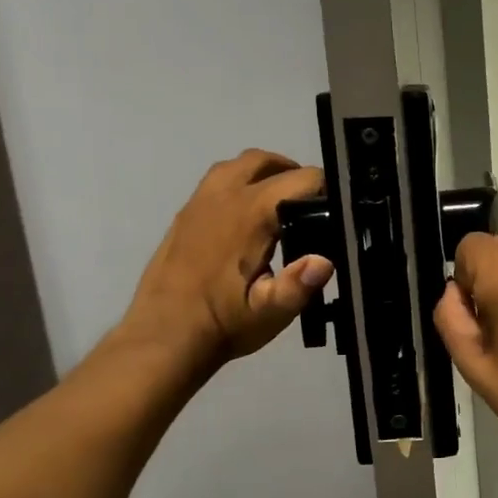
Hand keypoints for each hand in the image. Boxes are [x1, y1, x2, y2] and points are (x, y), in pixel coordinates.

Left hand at [115, 149, 333, 383]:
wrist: (163, 337)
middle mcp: (224, 196)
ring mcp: (199, 203)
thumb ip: (299, 285)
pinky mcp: (184, 216)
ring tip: (279, 206)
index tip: (334, 215)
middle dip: (292, 174)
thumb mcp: (271, 312)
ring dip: (262, 175)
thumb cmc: (223, 324)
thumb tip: (324, 261)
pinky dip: (238, 186)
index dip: (326, 192)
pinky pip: (216, 182)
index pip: (301, 179)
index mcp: (251, 213)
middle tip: (309, 205)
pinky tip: (246, 221)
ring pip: (236, 166)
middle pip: (264, 160)